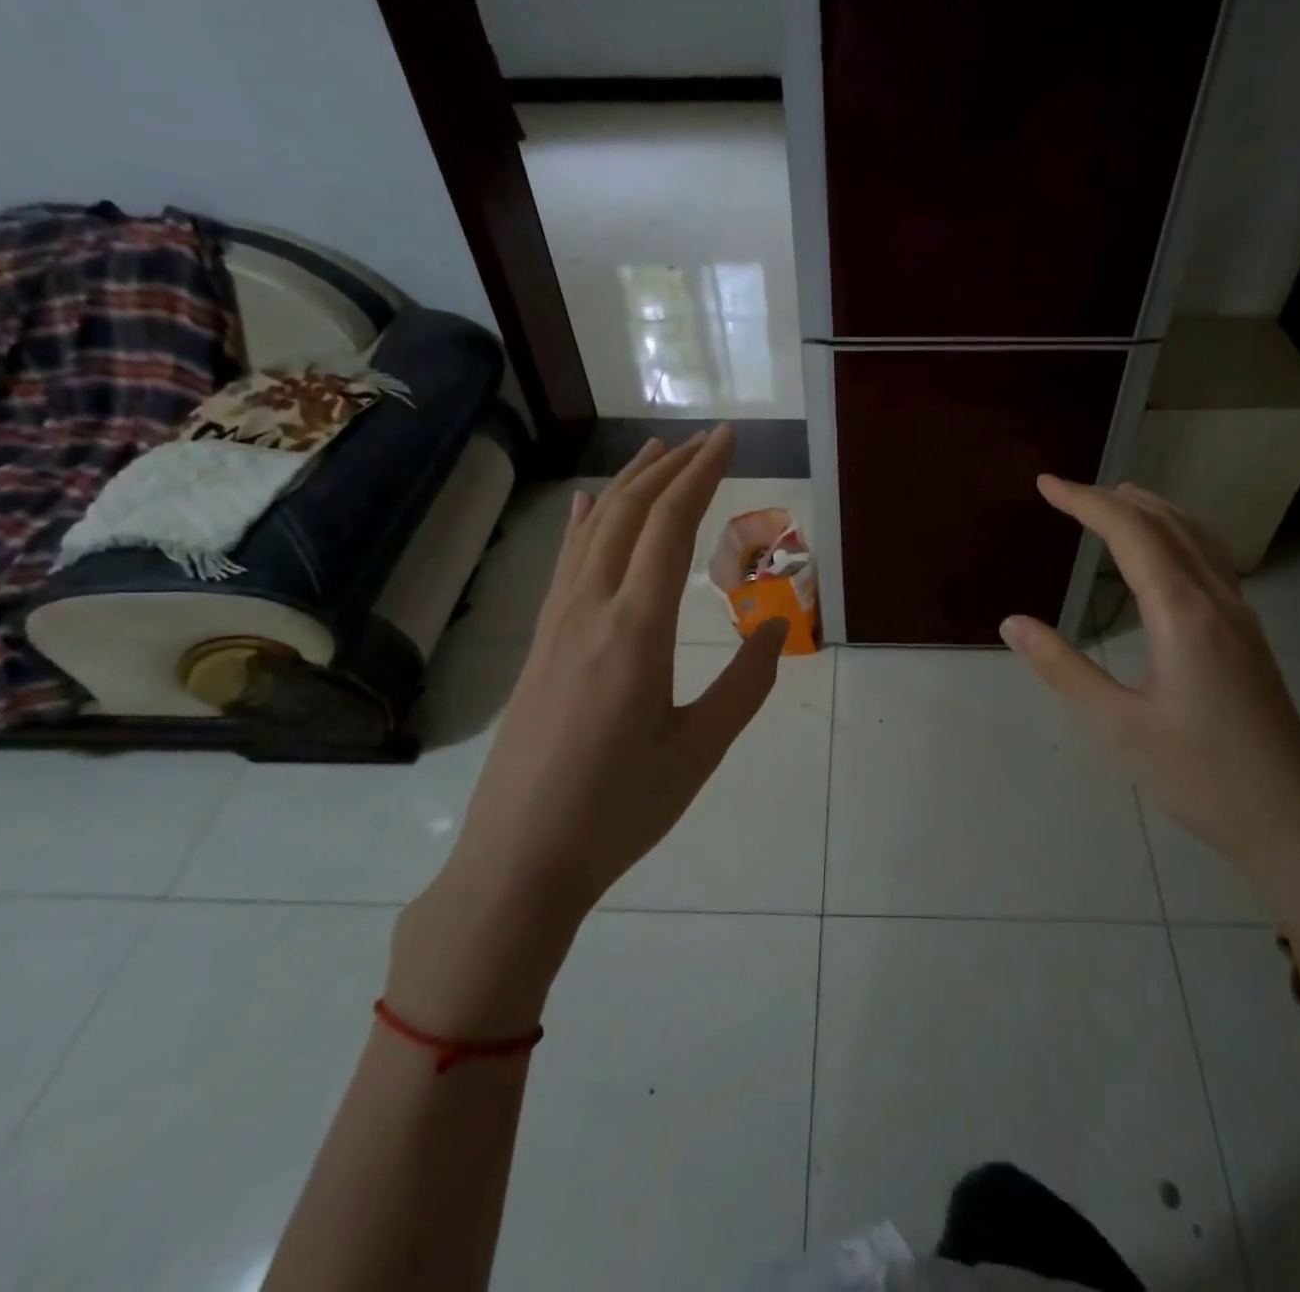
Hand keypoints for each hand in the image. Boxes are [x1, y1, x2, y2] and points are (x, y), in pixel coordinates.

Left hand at [392, 427, 787, 1032]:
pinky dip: (587, 524)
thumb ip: (746, 683)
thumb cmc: (620, 809)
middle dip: (670, 468)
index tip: (728, 438)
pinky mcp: (541, 645)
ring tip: (657, 454)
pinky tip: (591, 507)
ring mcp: (558, 625)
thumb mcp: (700, 750)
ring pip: (594, 531)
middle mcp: (592, 610)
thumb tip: (779, 625)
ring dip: (629, 486)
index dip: (701, 473)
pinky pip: (567, 564)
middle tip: (706, 439)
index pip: (671, 525)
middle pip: (630, 514)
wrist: (520, 860)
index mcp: (637, 630)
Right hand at [1000, 477, 1299, 944]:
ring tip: (1113, 501)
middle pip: (1168, 524)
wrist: (1293, 823)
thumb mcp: (1118, 728)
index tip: (1045, 484)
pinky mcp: (1248, 636)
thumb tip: (1012, 623)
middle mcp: (1218, 600)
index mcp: (1184, 615)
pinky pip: (1211, 560)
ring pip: (1197, 537)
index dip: (1086, 503)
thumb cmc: (1200, 777)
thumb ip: (1062, 669)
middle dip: (1114, 499)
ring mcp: (1241, 617)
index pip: (1132, 534)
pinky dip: (1177, 534)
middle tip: (1066, 491)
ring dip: (1152, 510)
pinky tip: (1165, 553)